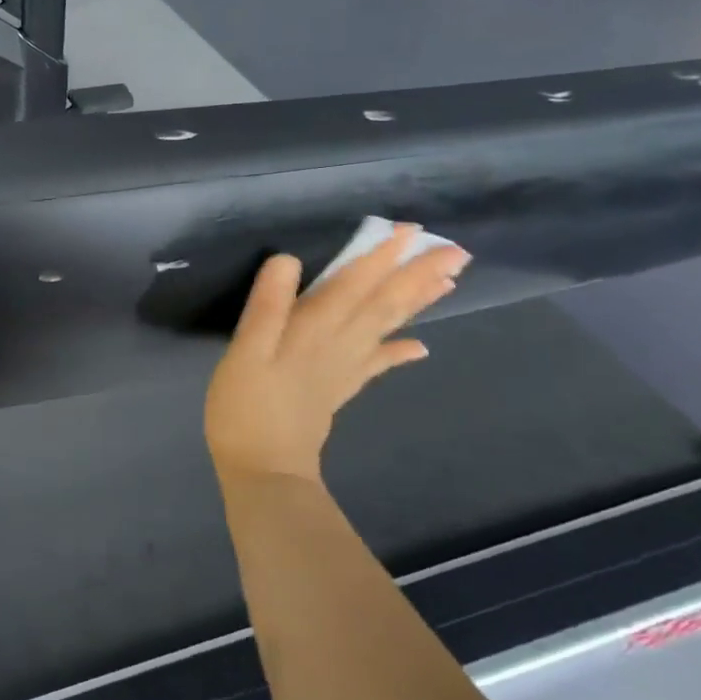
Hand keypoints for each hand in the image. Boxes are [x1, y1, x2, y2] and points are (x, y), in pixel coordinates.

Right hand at [204, 226, 469, 487]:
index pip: (353, 283)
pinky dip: (400, 351)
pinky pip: (378, 364)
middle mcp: (339, 343)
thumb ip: (267, 305)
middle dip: (415, 274)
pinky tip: (420, 345)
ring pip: (387, 327)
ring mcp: (345, 368)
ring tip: (448, 281)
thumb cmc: (246, 406)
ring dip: (417, 302)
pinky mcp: (341, 389)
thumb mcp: (245, 351)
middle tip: (454, 250)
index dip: (379, 255)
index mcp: (314, 329)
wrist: (265, 469)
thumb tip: (288, 259)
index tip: (407, 230)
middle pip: (383, 303)